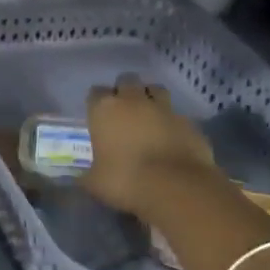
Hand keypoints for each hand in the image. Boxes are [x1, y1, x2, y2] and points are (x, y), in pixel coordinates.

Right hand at [83, 73, 218, 213]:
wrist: (176, 188)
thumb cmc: (124, 180)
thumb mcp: (94, 182)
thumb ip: (86, 174)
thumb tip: (80, 177)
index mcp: (104, 110)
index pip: (95, 93)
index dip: (96, 103)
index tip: (97, 115)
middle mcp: (134, 101)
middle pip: (127, 81)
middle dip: (124, 90)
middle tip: (123, 110)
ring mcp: (165, 109)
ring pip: (156, 89)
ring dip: (150, 97)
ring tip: (148, 115)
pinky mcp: (189, 123)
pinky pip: (176, 115)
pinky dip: (172, 122)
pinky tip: (170, 138)